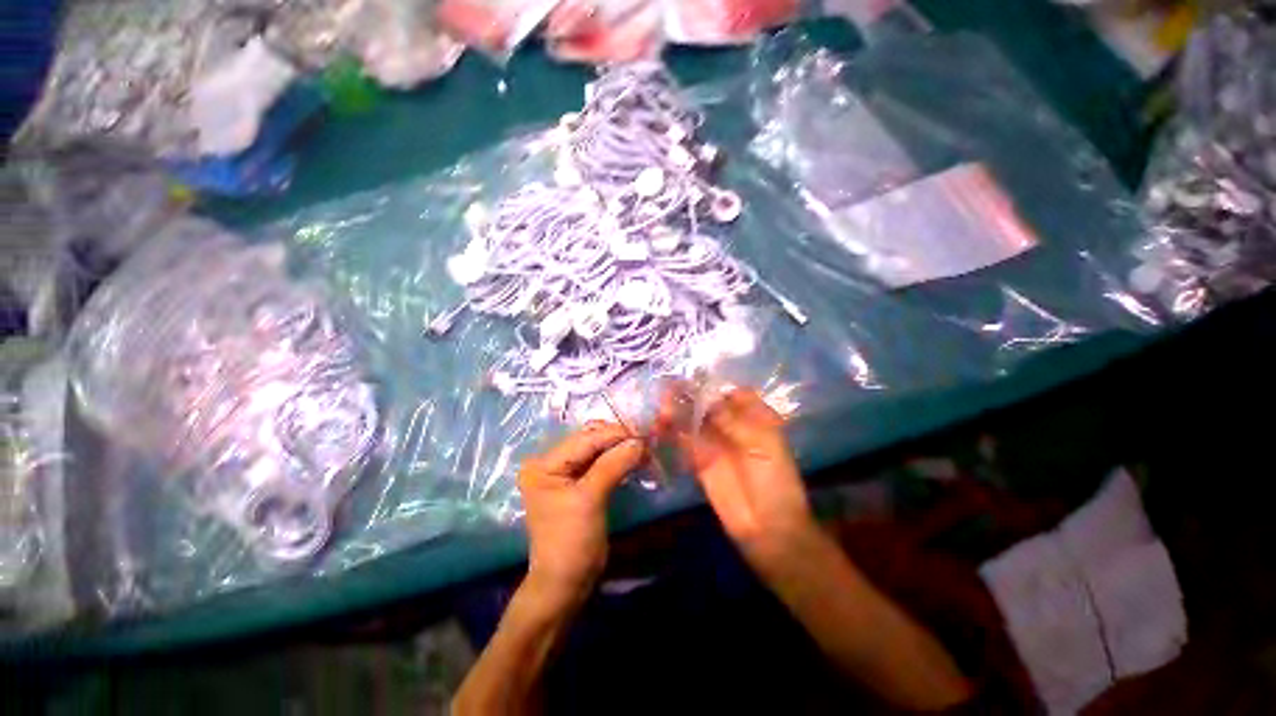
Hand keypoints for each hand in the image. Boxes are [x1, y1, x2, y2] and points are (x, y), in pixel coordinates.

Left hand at [518, 423, 646, 609]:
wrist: (566, 584)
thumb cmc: (571, 542)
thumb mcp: (590, 500)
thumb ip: (613, 465)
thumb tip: (639, 441)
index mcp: (544, 465)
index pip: (584, 440)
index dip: (614, 434)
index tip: (643, 432)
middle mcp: (550, 463)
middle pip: (589, 441)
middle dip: (618, 439)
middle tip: (645, 440)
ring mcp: (564, 473)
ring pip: (596, 450)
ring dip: (620, 448)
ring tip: (643, 448)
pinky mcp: (577, 483)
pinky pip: (600, 463)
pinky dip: (617, 459)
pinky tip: (634, 458)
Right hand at [660, 388, 817, 574]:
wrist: (768, 526)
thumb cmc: (774, 480)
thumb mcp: (762, 443)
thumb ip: (733, 421)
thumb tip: (707, 401)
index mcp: (755, 418)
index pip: (734, 394)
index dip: (716, 386)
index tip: (695, 379)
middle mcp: (734, 426)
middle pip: (709, 406)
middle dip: (691, 397)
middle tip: (669, 389)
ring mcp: (716, 444)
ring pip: (695, 422)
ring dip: (679, 413)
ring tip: (662, 406)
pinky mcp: (701, 461)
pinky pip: (686, 442)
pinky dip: (673, 433)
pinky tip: (660, 425)